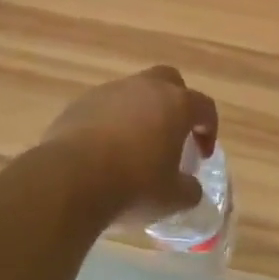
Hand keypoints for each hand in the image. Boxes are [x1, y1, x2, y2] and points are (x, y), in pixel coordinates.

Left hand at [42, 66, 218, 227]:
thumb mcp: (172, 198)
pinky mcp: (80, 103)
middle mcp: (145, 88)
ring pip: (133, 93)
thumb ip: (189, 190)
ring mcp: (109, 91)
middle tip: (172, 134)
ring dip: (140, 113)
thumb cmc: (133, 185)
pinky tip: (104, 150)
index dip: (208, 129)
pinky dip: (111, 122)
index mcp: (176, 104)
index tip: (202, 155)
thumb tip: (189, 187)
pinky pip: (104, 107)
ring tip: (134, 146)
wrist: (70, 180)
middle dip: (176, 103)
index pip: (204, 106)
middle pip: (169, 81)